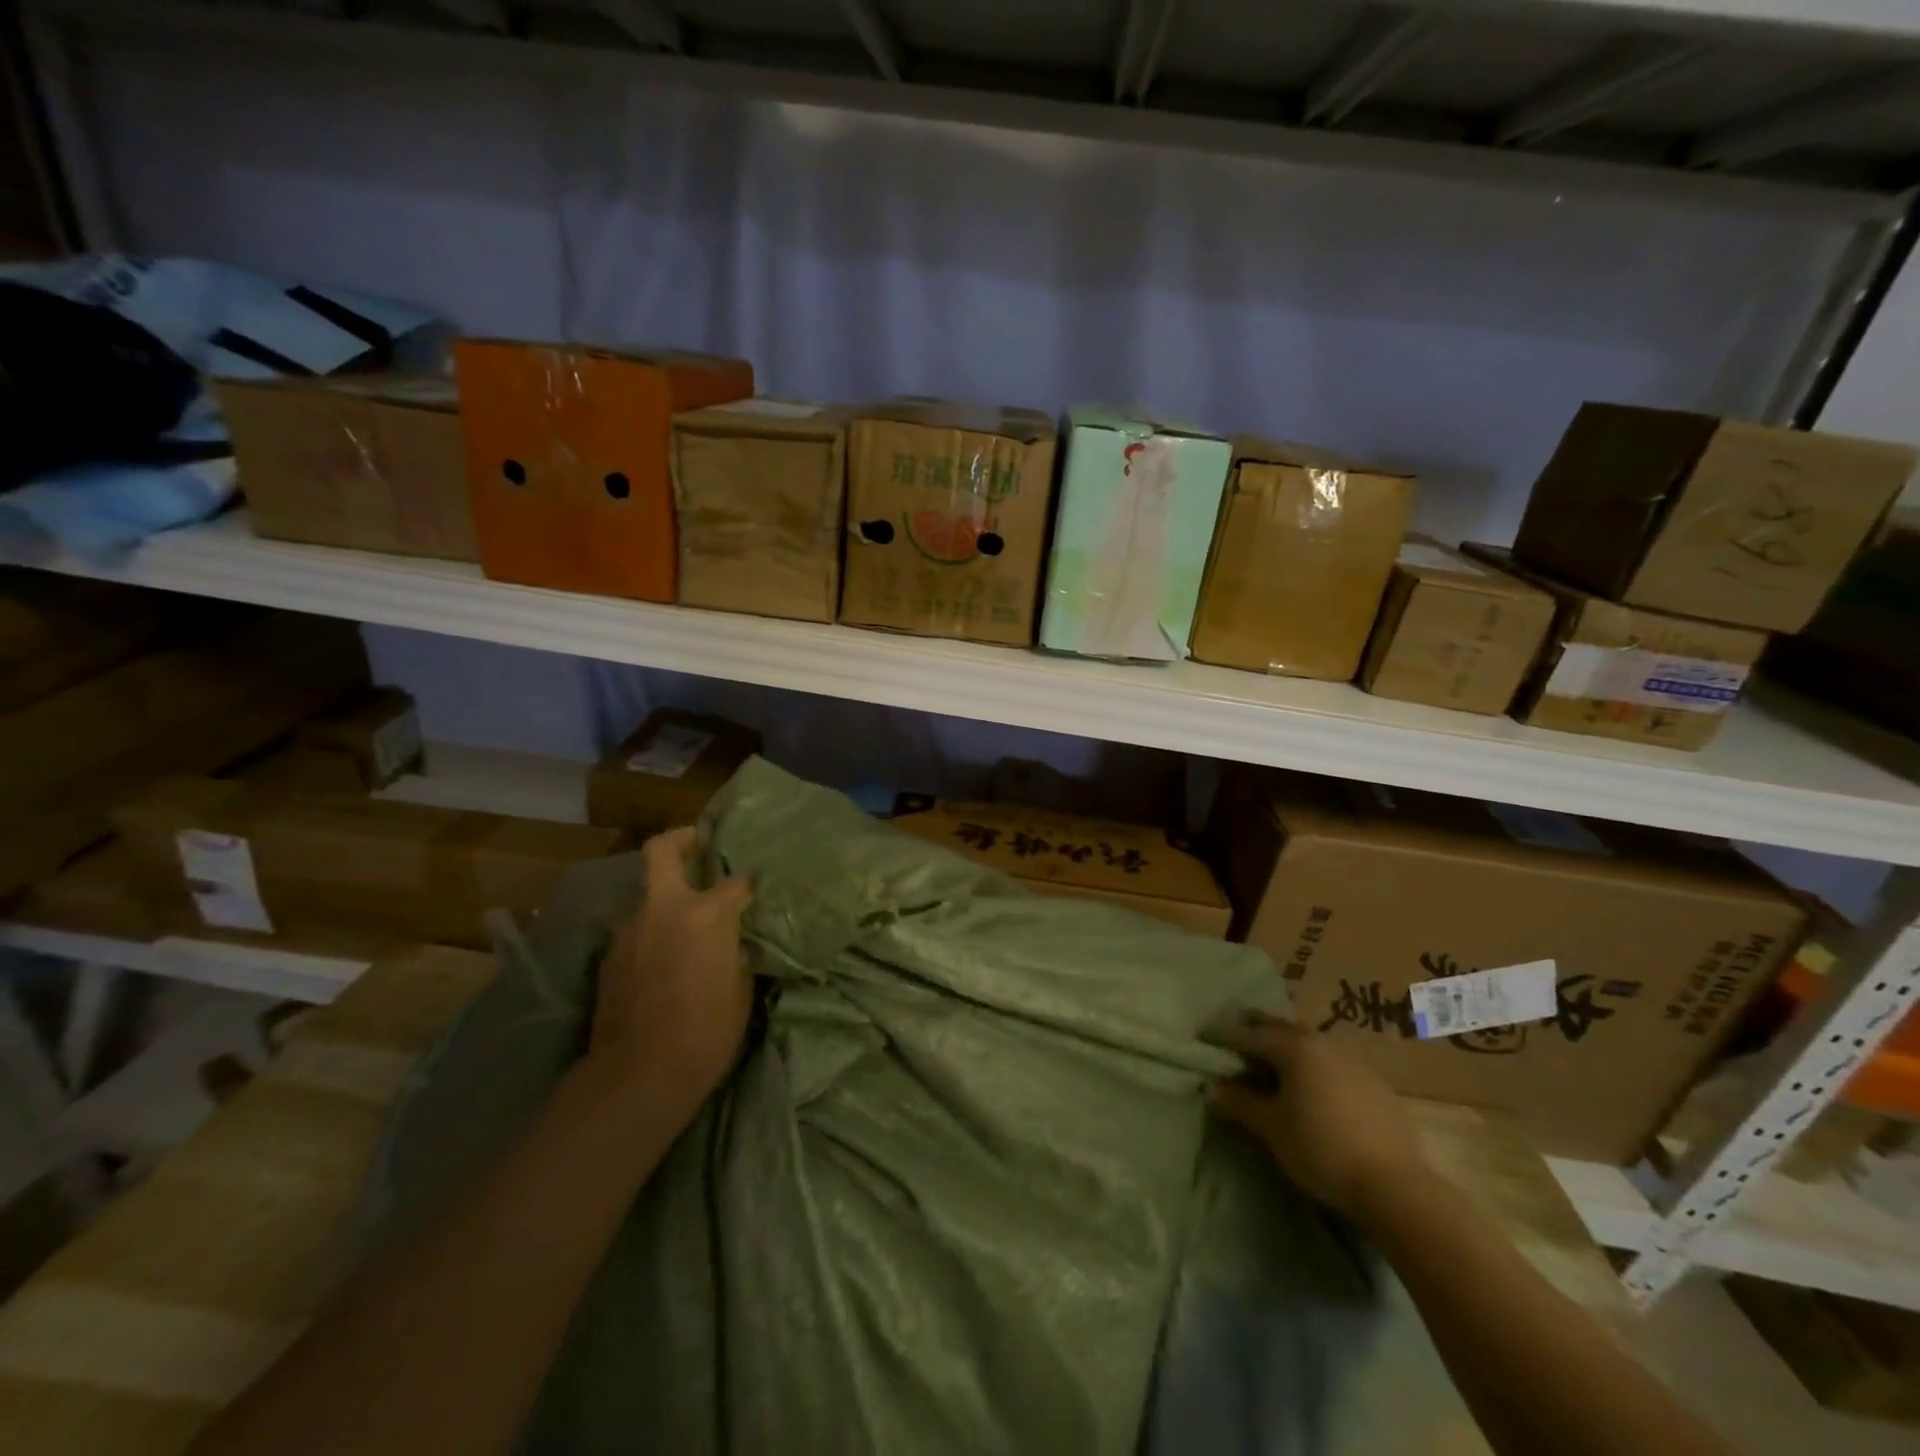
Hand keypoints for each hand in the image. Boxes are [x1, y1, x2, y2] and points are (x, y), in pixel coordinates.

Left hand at [588, 826, 754, 1127]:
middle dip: (682, 841)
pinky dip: (652, 932)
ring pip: (648, 896)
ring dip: (667, 899)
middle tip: (700, 846)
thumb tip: (736, 937)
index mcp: (705, 912)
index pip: (736, 882)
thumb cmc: (706, 1031)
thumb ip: (737, 949)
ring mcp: (630, 930)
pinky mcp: (609, 956)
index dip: (749, 884)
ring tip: (686, 924)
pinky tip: (665, 958)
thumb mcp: (740, 986)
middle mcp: (663, 909)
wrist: (638, 1075)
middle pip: (663, 851)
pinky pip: (637, 929)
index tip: (756, 889)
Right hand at [1211, 1017, 1428, 1223]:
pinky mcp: (1376, 1084)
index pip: (1251, 1035)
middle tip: (1238, 1040)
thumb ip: (1240, 1103)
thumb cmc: (1321, 1149)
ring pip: (1311, 1044)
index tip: (1207, 1039)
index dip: (1227, 1038)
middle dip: (1259, 1032)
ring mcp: (1354, 1061)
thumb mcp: (1271, 1128)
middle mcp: (1324, 1043)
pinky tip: (1312, 1085)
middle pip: (1283, 1029)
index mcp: (1295, 1048)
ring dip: (1289, 1047)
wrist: (1395, 1186)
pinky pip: (1334, 1062)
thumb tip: (1214, 1088)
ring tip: (1273, 1062)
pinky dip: (1314, 1065)